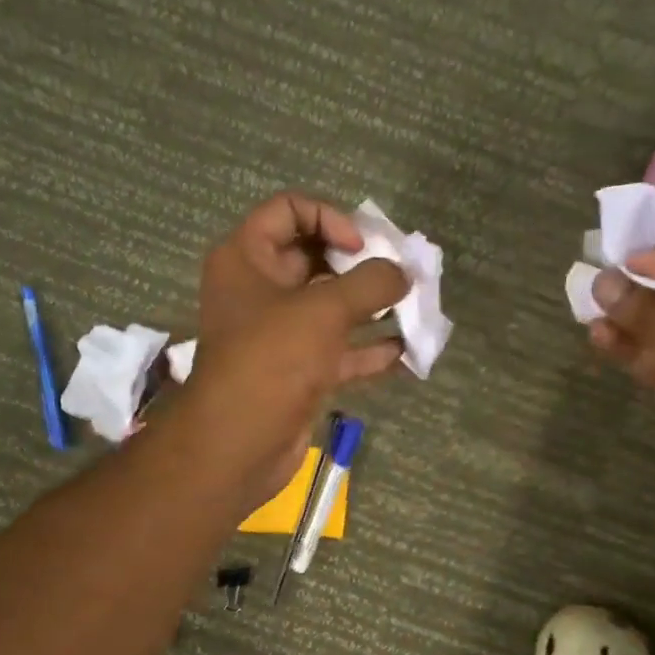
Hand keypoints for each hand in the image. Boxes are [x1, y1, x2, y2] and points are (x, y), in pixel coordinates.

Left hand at [178, 194, 408, 509]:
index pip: (289, 210)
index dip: (330, 218)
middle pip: (316, 258)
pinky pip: (339, 350)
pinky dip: (370, 350)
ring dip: (373, 307)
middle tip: (402, 274)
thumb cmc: (272, 360)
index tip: (360, 248)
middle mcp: (260, 289)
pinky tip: (407, 351)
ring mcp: (280, 333)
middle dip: (362, 265)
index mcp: (247, 257)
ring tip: (416, 308)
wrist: (239, 445)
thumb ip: (370, 283)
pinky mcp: (298, 371)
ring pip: (332, 307)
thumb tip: (403, 273)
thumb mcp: (324, 310)